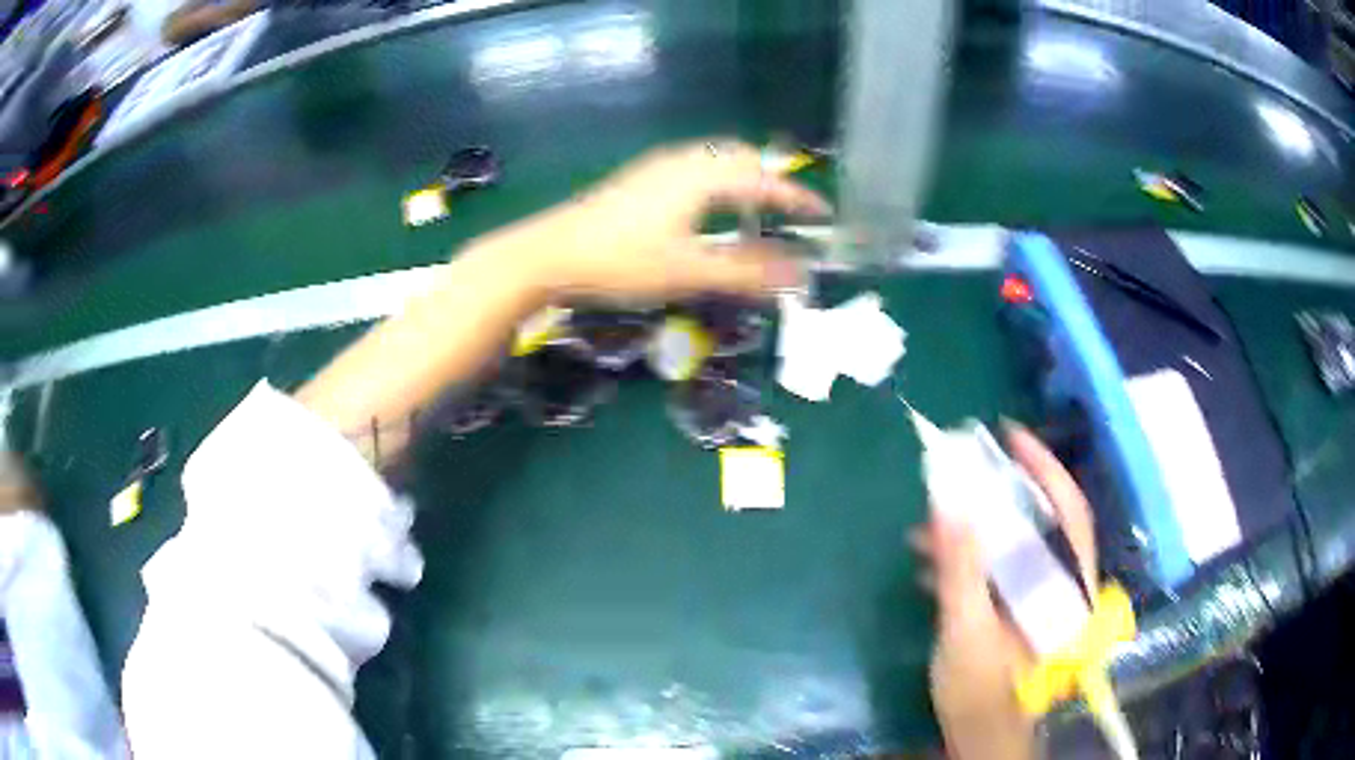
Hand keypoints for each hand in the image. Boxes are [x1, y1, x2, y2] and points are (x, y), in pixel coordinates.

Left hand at [476, 140, 828, 304]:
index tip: (824, 213)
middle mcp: (684, 161)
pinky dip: (718, 181)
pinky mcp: (639, 178)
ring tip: (755, 210)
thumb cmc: (620, 263)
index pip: (765, 180)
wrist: (548, 254)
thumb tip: (801, 275)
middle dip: (771, 180)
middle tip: (791, 211)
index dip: (798, 197)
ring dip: (743, 178)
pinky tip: (708, 209)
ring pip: (715, 160)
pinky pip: (695, 167)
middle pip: (742, 158)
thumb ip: (747, 272)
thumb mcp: (688, 272)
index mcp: (702, 177)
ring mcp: (657, 166)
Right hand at [911, 424, 1097, 759]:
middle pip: (1039, 521)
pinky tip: (929, 566)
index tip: (1010, 435)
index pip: (1066, 510)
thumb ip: (961, 568)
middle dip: (999, 492)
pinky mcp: (1015, 612)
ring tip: (925, 529)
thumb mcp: (967, 629)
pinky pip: (997, 570)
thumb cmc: (983, 690)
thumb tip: (950, 503)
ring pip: (1014, 546)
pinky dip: (967, 560)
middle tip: (963, 468)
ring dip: (974, 531)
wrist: (981, 738)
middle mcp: (1059, 583)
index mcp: (1065, 585)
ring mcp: (1037, 598)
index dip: (1043, 467)